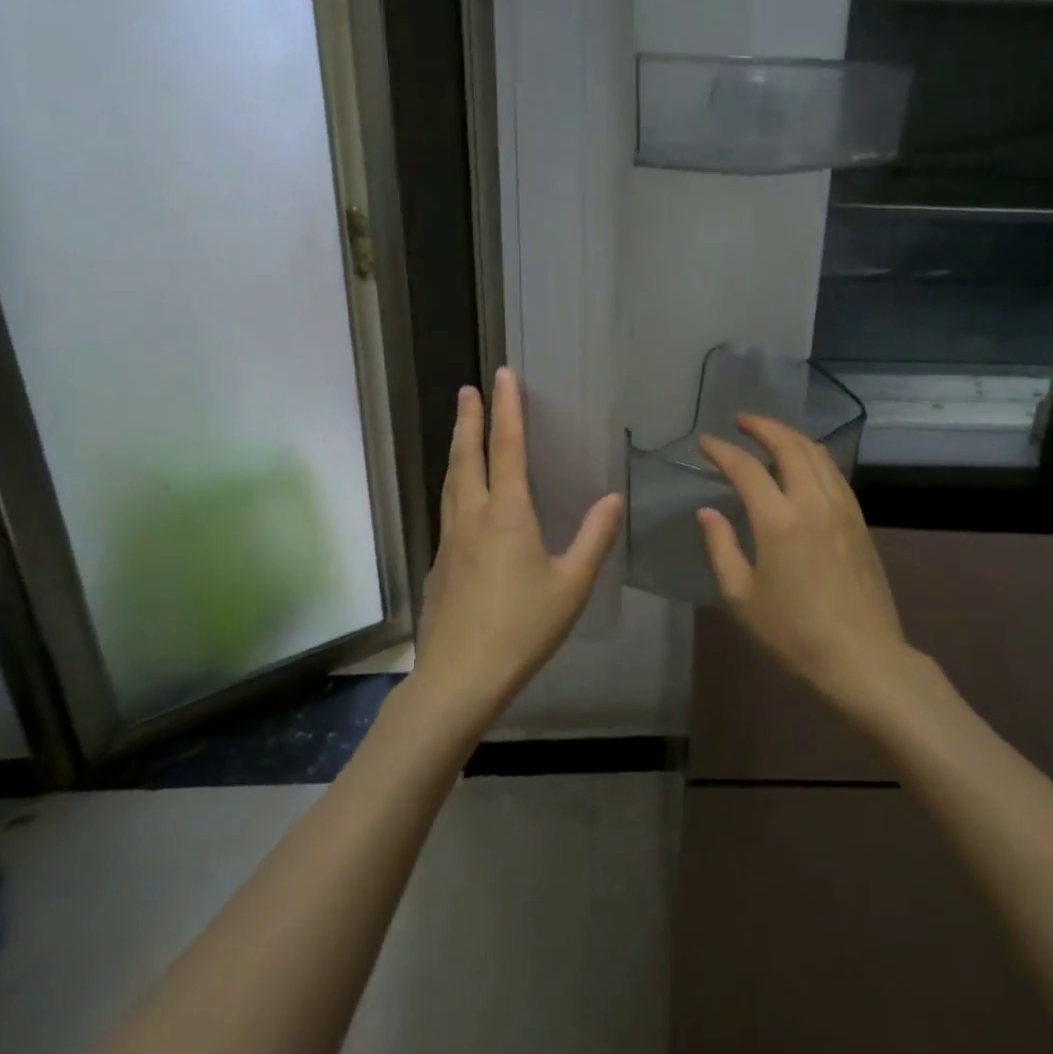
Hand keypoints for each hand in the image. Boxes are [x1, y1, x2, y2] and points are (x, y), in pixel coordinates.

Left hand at [411, 368, 622, 725]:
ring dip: (458, 449)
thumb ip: (594, 538)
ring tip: (462, 430)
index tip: (503, 376)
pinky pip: (448, 509)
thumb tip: (613, 498)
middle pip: (467, 456)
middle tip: (470, 389)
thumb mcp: (571, 586)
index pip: (507, 448)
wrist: (459, 677)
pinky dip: (455, 484)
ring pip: (451, 481)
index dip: (507, 410)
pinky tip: (462, 497)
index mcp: (507, 515)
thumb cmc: (522, 628)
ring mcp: (449, 540)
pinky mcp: (439, 563)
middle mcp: (472, 517)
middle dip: (470, 419)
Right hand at [697, 416, 915, 720]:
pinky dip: (814, 456)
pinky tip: (805, 464)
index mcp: (779, 520)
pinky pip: (834, 473)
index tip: (706, 442)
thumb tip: (707, 512)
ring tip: (770, 434)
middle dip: (763, 426)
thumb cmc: (794, 634)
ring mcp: (843, 509)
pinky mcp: (860, 522)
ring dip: (791, 436)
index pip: (747, 468)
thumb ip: (721, 547)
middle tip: (741, 421)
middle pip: (790, 445)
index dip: (723, 451)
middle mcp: (814, 502)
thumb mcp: (742, 597)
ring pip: (818, 454)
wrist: (863, 659)